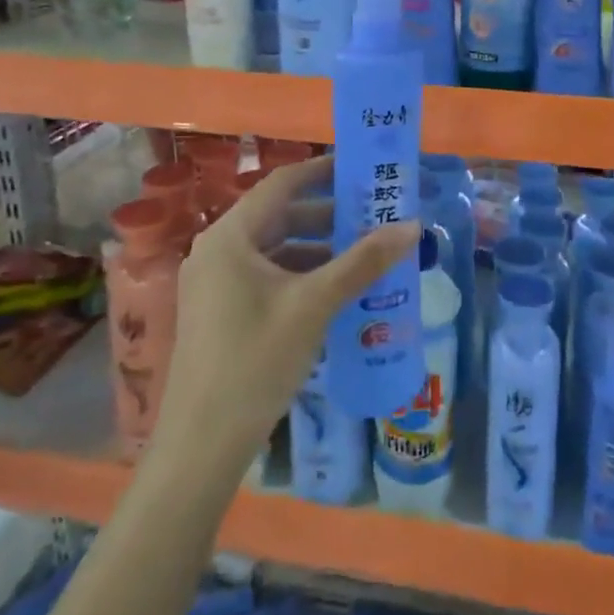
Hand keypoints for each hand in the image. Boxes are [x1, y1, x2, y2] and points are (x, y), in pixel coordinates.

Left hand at [151, 156, 418, 473]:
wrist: (202, 445)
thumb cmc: (256, 360)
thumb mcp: (315, 305)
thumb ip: (363, 262)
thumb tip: (411, 226)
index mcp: (231, 236)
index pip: (281, 184)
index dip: (322, 171)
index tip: (360, 170)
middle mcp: (218, 250)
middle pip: (279, 216)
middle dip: (327, 216)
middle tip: (373, 216)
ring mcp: (215, 284)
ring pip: (274, 250)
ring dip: (317, 249)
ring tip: (365, 255)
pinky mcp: (220, 312)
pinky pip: (266, 277)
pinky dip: (300, 276)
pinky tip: (335, 292)